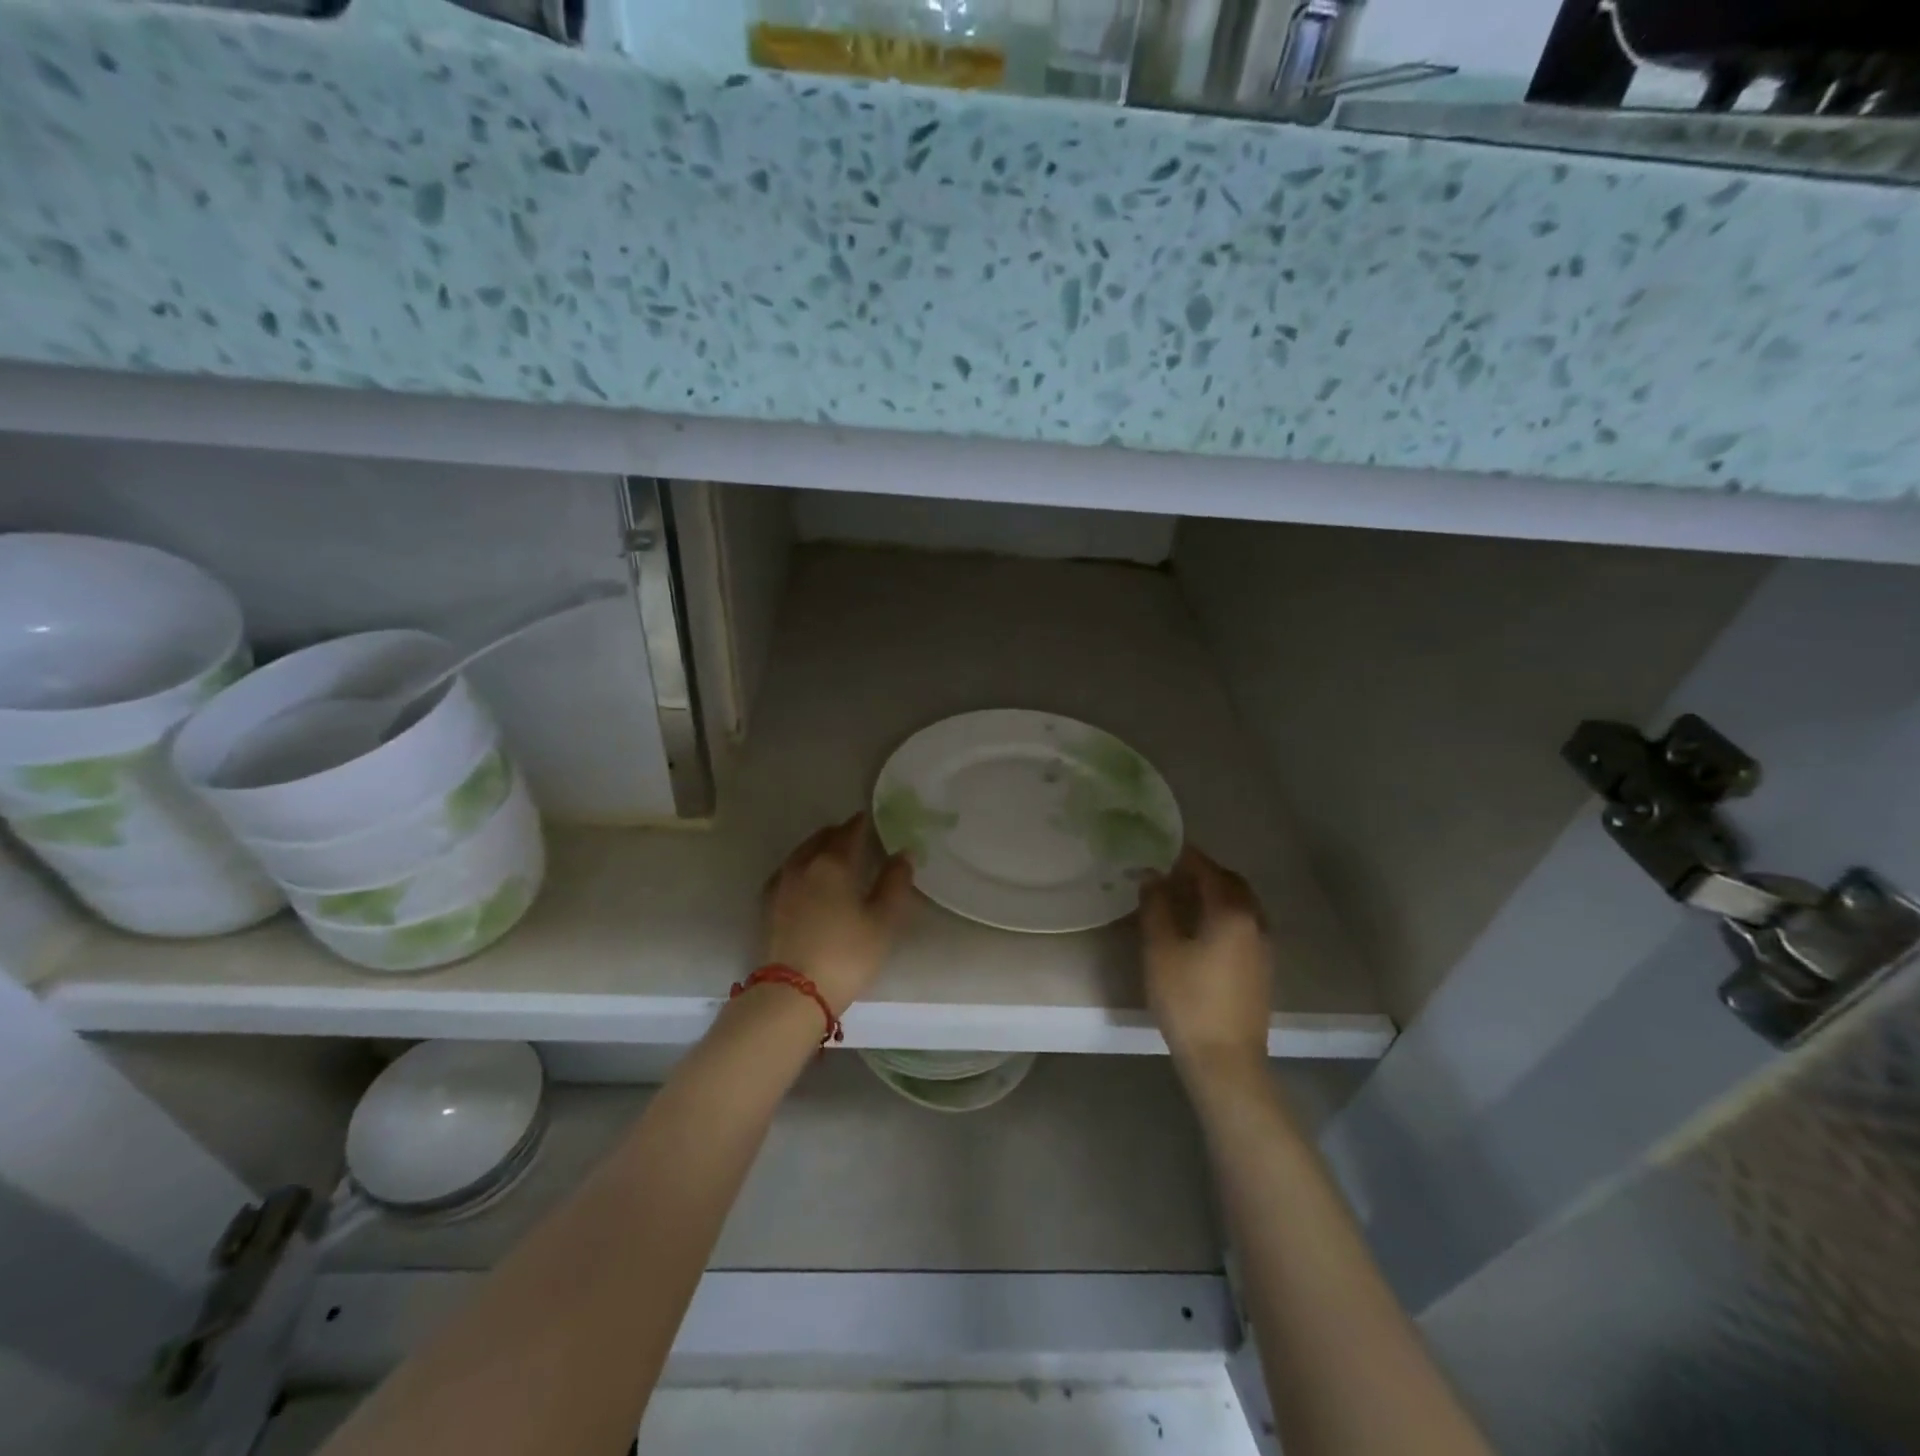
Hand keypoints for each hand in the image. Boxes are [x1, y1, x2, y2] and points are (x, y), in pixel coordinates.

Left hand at [762, 813, 915, 1014]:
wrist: (793, 993)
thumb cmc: (846, 954)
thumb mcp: (883, 921)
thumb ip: (895, 883)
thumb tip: (903, 853)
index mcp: (833, 863)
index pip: (849, 832)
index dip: (861, 824)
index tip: (871, 819)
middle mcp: (803, 865)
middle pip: (821, 838)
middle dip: (838, 833)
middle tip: (854, 836)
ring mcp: (781, 885)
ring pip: (801, 853)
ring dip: (817, 847)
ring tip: (831, 854)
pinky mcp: (768, 906)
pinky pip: (787, 872)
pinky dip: (801, 866)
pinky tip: (806, 879)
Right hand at [1139, 846, 1272, 1075]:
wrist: (1225, 1060)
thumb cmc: (1187, 999)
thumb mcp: (1160, 949)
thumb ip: (1156, 907)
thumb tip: (1152, 876)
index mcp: (1231, 912)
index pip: (1208, 870)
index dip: (1185, 857)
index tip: (1163, 848)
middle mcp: (1255, 921)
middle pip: (1232, 883)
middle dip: (1204, 872)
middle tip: (1173, 872)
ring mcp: (1264, 946)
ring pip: (1242, 904)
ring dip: (1217, 893)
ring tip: (1185, 897)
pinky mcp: (1263, 968)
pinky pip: (1245, 925)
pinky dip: (1225, 914)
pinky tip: (1202, 928)